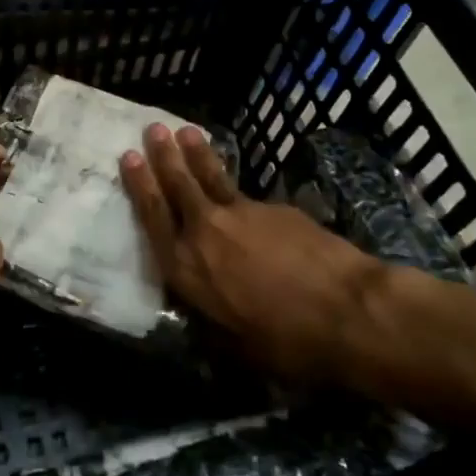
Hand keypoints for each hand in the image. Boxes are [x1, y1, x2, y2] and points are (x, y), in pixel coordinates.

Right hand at [121, 123, 384, 378]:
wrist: (347, 310)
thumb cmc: (287, 341)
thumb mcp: (236, 346)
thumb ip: (211, 321)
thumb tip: (202, 316)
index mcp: (186, 268)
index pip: (153, 216)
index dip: (139, 185)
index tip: (128, 157)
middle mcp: (205, 232)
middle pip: (178, 185)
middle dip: (163, 155)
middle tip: (153, 128)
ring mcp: (241, 215)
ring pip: (211, 177)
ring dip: (197, 153)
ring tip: (186, 131)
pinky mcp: (275, 208)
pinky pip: (246, 194)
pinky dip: (237, 187)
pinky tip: (243, 195)